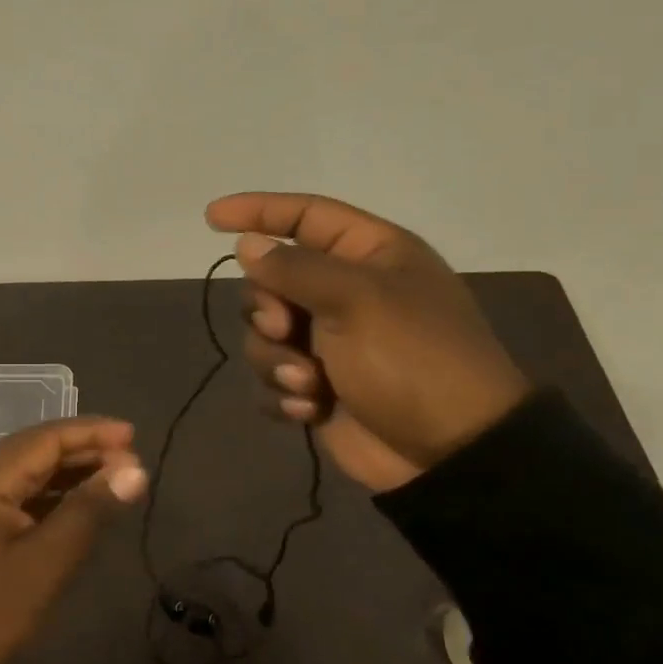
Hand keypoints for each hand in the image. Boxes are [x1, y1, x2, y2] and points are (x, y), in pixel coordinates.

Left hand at [0, 417, 148, 663]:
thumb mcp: (46, 562)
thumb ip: (90, 510)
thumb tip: (136, 470)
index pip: (46, 438)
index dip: (92, 433)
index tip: (134, 435)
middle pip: (36, 450)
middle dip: (84, 451)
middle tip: (131, 461)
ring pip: (28, 471)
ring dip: (70, 472)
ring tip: (115, 477)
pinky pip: (18, 493)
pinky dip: (52, 493)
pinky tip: (80, 502)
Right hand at [205, 191, 532, 491]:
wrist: (450, 452)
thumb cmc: (413, 359)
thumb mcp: (357, 300)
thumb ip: (294, 268)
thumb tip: (248, 244)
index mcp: (369, 255)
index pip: (305, 215)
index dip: (258, 211)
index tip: (212, 218)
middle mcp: (346, 292)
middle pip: (271, 280)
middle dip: (267, 308)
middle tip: (286, 330)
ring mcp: (330, 342)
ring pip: (264, 333)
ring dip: (277, 360)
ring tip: (311, 383)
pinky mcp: (318, 386)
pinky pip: (272, 377)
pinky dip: (284, 392)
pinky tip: (312, 408)